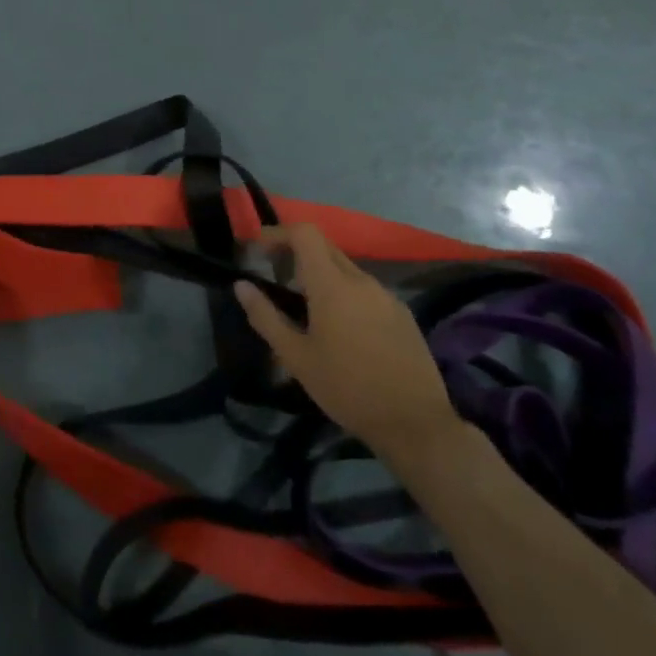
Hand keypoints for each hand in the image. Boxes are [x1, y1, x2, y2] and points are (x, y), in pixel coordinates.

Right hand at [233, 223, 461, 462]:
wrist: (414, 422)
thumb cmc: (346, 388)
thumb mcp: (296, 357)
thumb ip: (265, 316)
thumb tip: (241, 285)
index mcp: (332, 285)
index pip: (305, 233)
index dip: (278, 232)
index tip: (258, 248)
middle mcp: (361, 280)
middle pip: (325, 247)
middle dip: (296, 252)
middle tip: (274, 276)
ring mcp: (386, 295)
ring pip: (346, 269)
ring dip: (320, 274)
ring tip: (304, 306)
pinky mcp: (402, 313)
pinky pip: (365, 289)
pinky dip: (344, 292)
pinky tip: (339, 327)